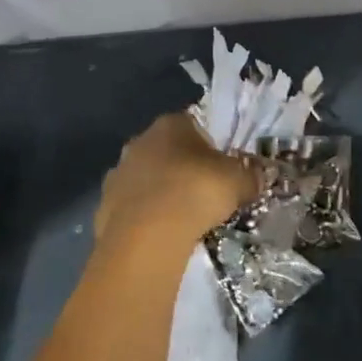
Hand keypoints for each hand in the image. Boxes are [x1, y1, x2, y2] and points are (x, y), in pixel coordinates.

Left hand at [94, 112, 255, 256]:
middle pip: (167, 151)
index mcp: (171, 123)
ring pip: (146, 179)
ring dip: (160, 193)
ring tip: (181, 219)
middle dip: (183, 169)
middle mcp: (139, 140)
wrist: (146, 237)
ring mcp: (118, 172)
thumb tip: (258, 177)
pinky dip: (144, 218)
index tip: (222, 168)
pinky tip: (158, 236)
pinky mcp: (103, 205)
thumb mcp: (238, 181)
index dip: (210, 146)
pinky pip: (131, 208)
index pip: (194, 125)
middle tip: (203, 194)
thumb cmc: (196, 192)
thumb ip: (250, 176)